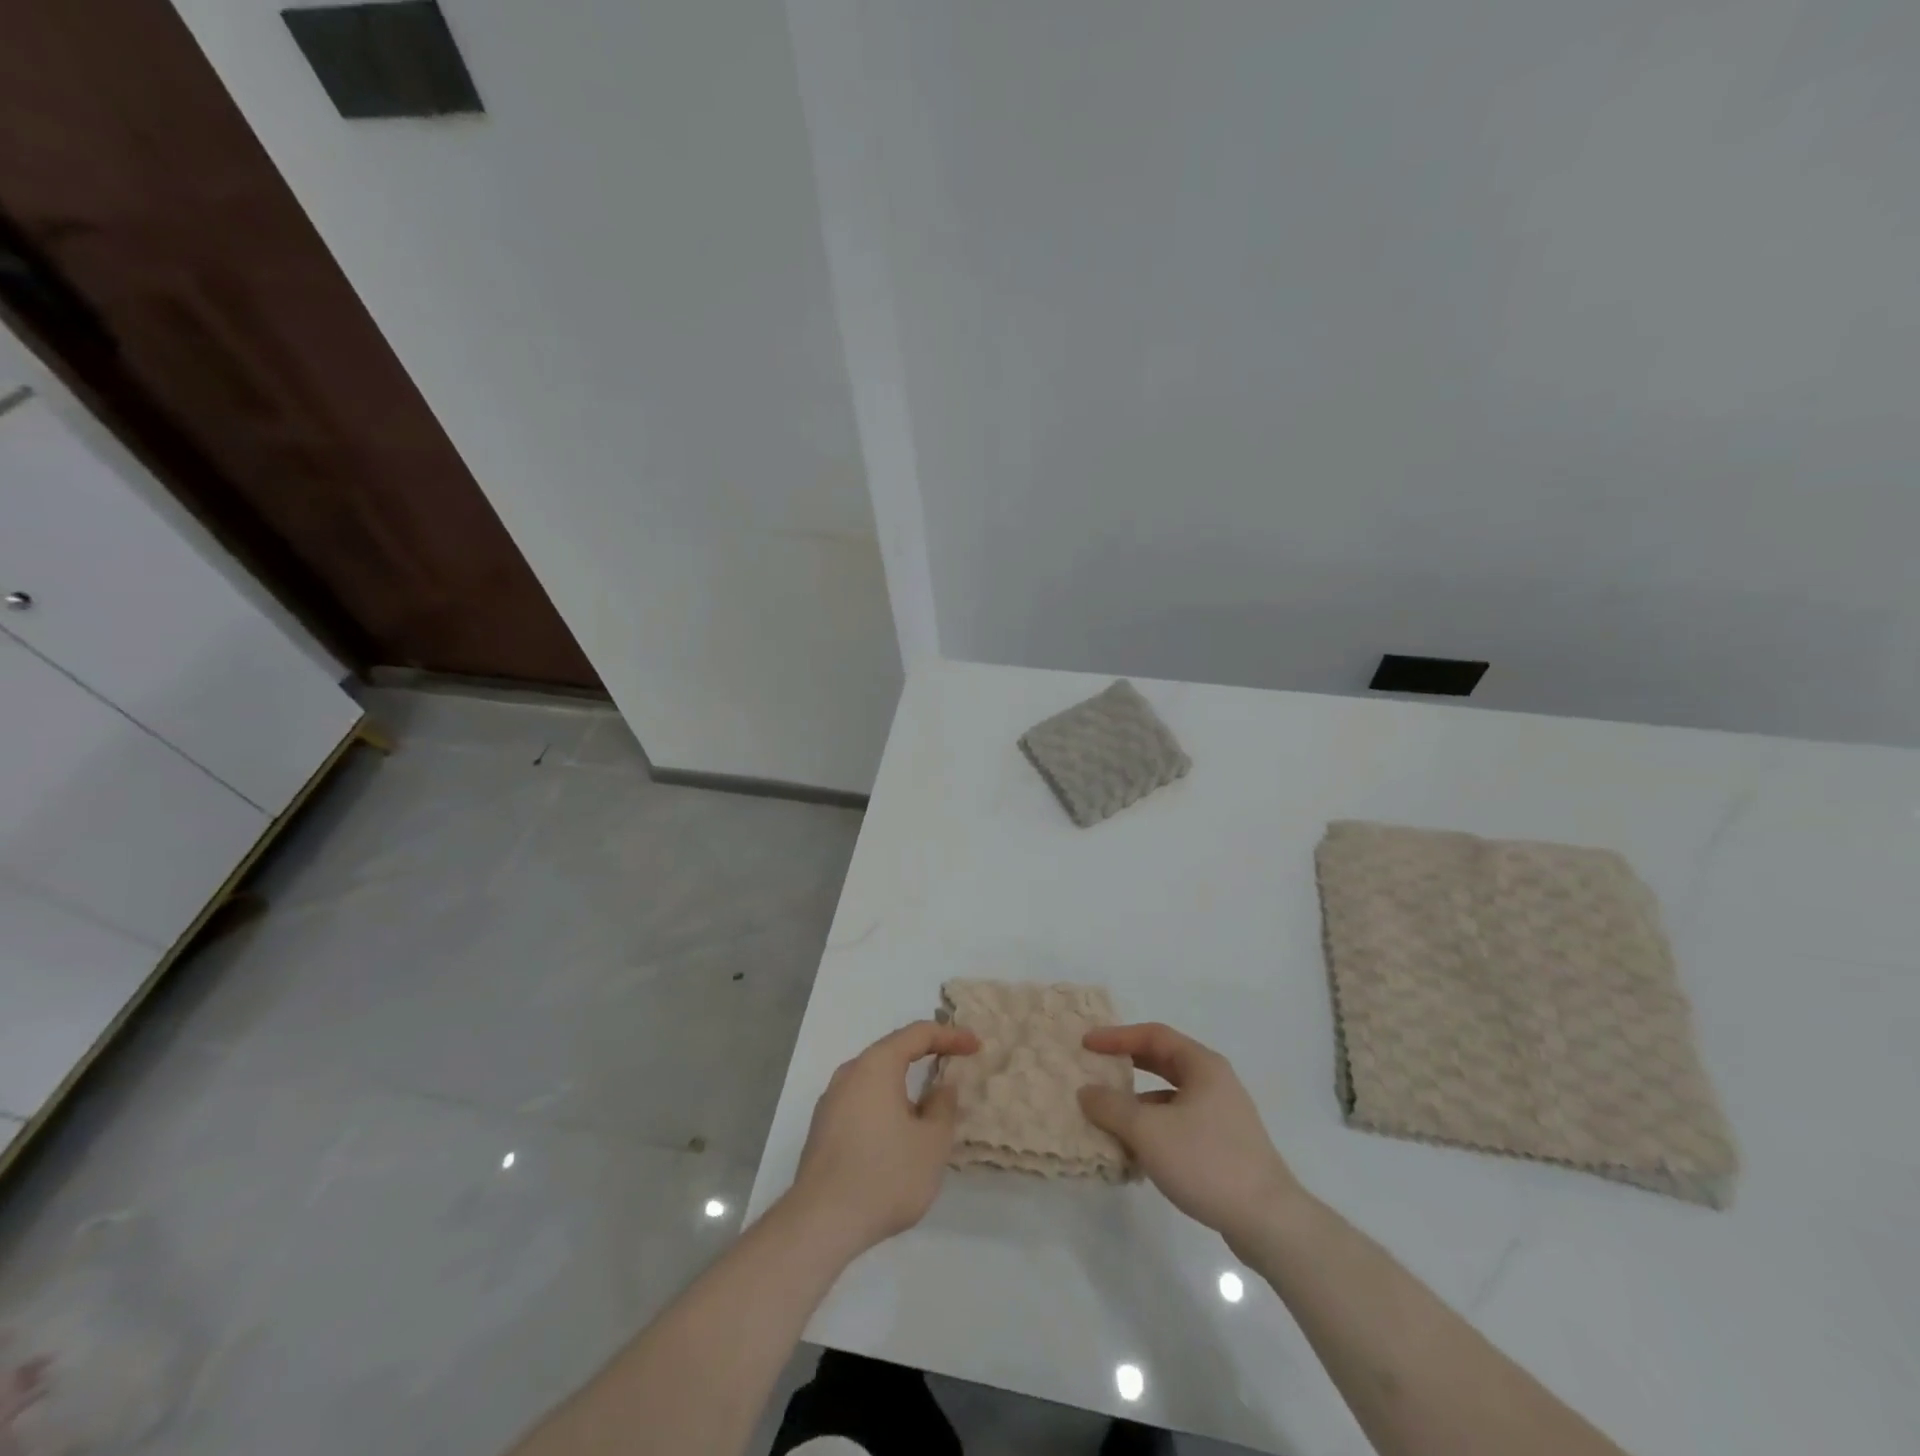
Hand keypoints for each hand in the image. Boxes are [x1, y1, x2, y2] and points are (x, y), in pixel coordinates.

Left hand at [785, 1021, 980, 1259]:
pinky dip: (886, 1104)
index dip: (950, 1036)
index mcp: (876, 1066)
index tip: (975, 1046)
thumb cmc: (885, 1175)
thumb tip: (940, 1087)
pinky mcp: (823, 1129)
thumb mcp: (932, 1143)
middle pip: (893, 1052)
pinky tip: (898, 1132)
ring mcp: (831, 1102)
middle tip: (954, 1064)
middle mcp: (849, 1074)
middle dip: (925, 1055)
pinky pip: (862, 1102)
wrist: (820, 1224)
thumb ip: (942, 1107)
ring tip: (929, 1104)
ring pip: (875, 1080)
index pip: (917, 1034)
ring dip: (904, 1084)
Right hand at [1080, 1023, 1302, 1246]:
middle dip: (1127, 1065)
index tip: (1087, 1044)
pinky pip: (1179, 1123)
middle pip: (1163, 1062)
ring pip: (1170, 1096)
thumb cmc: (1207, 1162)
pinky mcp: (1224, 1145)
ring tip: (1108, 1117)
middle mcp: (1214, 1082)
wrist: (1269, 1222)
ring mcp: (1222, 1115)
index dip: (1116, 1037)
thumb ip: (1112, 1107)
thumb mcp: (1149, 1132)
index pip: (1153, 1035)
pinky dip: (1154, 1128)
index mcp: (1202, 1065)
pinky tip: (1136, 1152)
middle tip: (1096, 1069)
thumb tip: (1086, 1092)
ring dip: (1138, 1102)